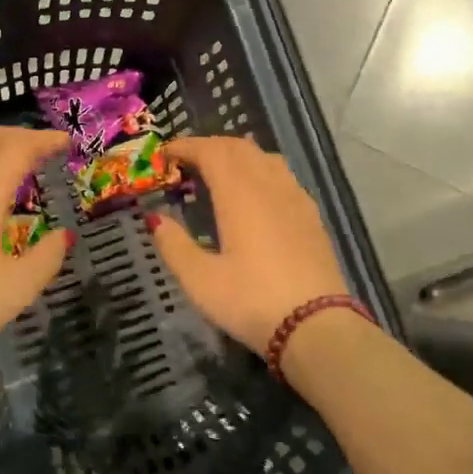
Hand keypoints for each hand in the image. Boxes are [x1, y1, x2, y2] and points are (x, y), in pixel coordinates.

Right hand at [146, 136, 349, 353]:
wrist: (317, 327)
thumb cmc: (251, 301)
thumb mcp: (200, 280)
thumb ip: (174, 245)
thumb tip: (155, 219)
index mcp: (239, 194)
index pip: (211, 151)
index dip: (186, 146)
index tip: (166, 153)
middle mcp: (269, 186)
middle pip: (239, 147)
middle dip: (209, 146)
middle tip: (186, 162)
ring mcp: (295, 198)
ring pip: (265, 157)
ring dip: (237, 155)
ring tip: (219, 173)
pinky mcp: (311, 216)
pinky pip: (283, 175)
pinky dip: (260, 170)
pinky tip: (255, 195)